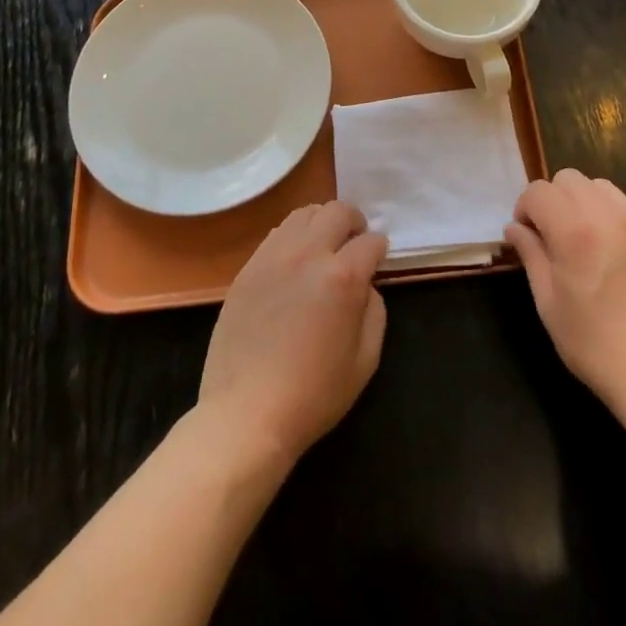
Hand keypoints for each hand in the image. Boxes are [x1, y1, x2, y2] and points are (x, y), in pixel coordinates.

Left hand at [197, 201, 388, 464]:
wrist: (246, 414)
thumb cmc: (313, 395)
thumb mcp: (365, 361)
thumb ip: (374, 311)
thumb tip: (365, 285)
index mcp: (342, 276)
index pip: (371, 241)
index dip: (380, 249)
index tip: (378, 260)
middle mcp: (308, 254)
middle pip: (337, 211)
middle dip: (354, 222)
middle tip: (355, 242)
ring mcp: (273, 256)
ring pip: (304, 214)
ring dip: (322, 222)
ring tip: (324, 246)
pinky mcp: (248, 267)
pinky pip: (277, 234)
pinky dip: (294, 237)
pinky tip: (295, 262)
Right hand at [507, 168, 625, 417]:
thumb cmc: (595, 345)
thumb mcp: (548, 303)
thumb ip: (530, 255)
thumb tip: (515, 228)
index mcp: (574, 231)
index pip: (539, 191)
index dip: (525, 208)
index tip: (527, 235)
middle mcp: (609, 217)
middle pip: (570, 179)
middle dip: (553, 199)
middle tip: (553, 235)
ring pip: (602, 188)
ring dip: (584, 203)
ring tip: (585, 239)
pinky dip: (614, 221)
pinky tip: (616, 258)